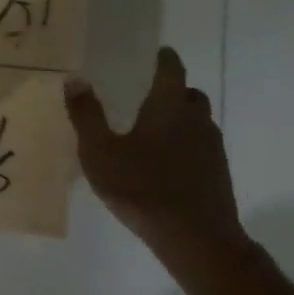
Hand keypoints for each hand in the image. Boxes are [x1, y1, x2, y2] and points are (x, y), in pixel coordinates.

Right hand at [63, 46, 249, 270]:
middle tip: (145, 98)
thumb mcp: (101, 154)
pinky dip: (186, 147)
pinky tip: (166, 168)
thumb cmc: (143, 189)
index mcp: (169, 106)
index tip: (153, 55)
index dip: (163, 58)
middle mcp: (196, 119)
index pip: (172, 68)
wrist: (197, 239)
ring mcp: (212, 147)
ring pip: (197, 122)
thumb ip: (87, 115)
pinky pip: (201, 148)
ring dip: (179, 121)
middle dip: (171, 91)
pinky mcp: (218, 173)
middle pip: (189, 94)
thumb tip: (75, 78)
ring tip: (152, 136)